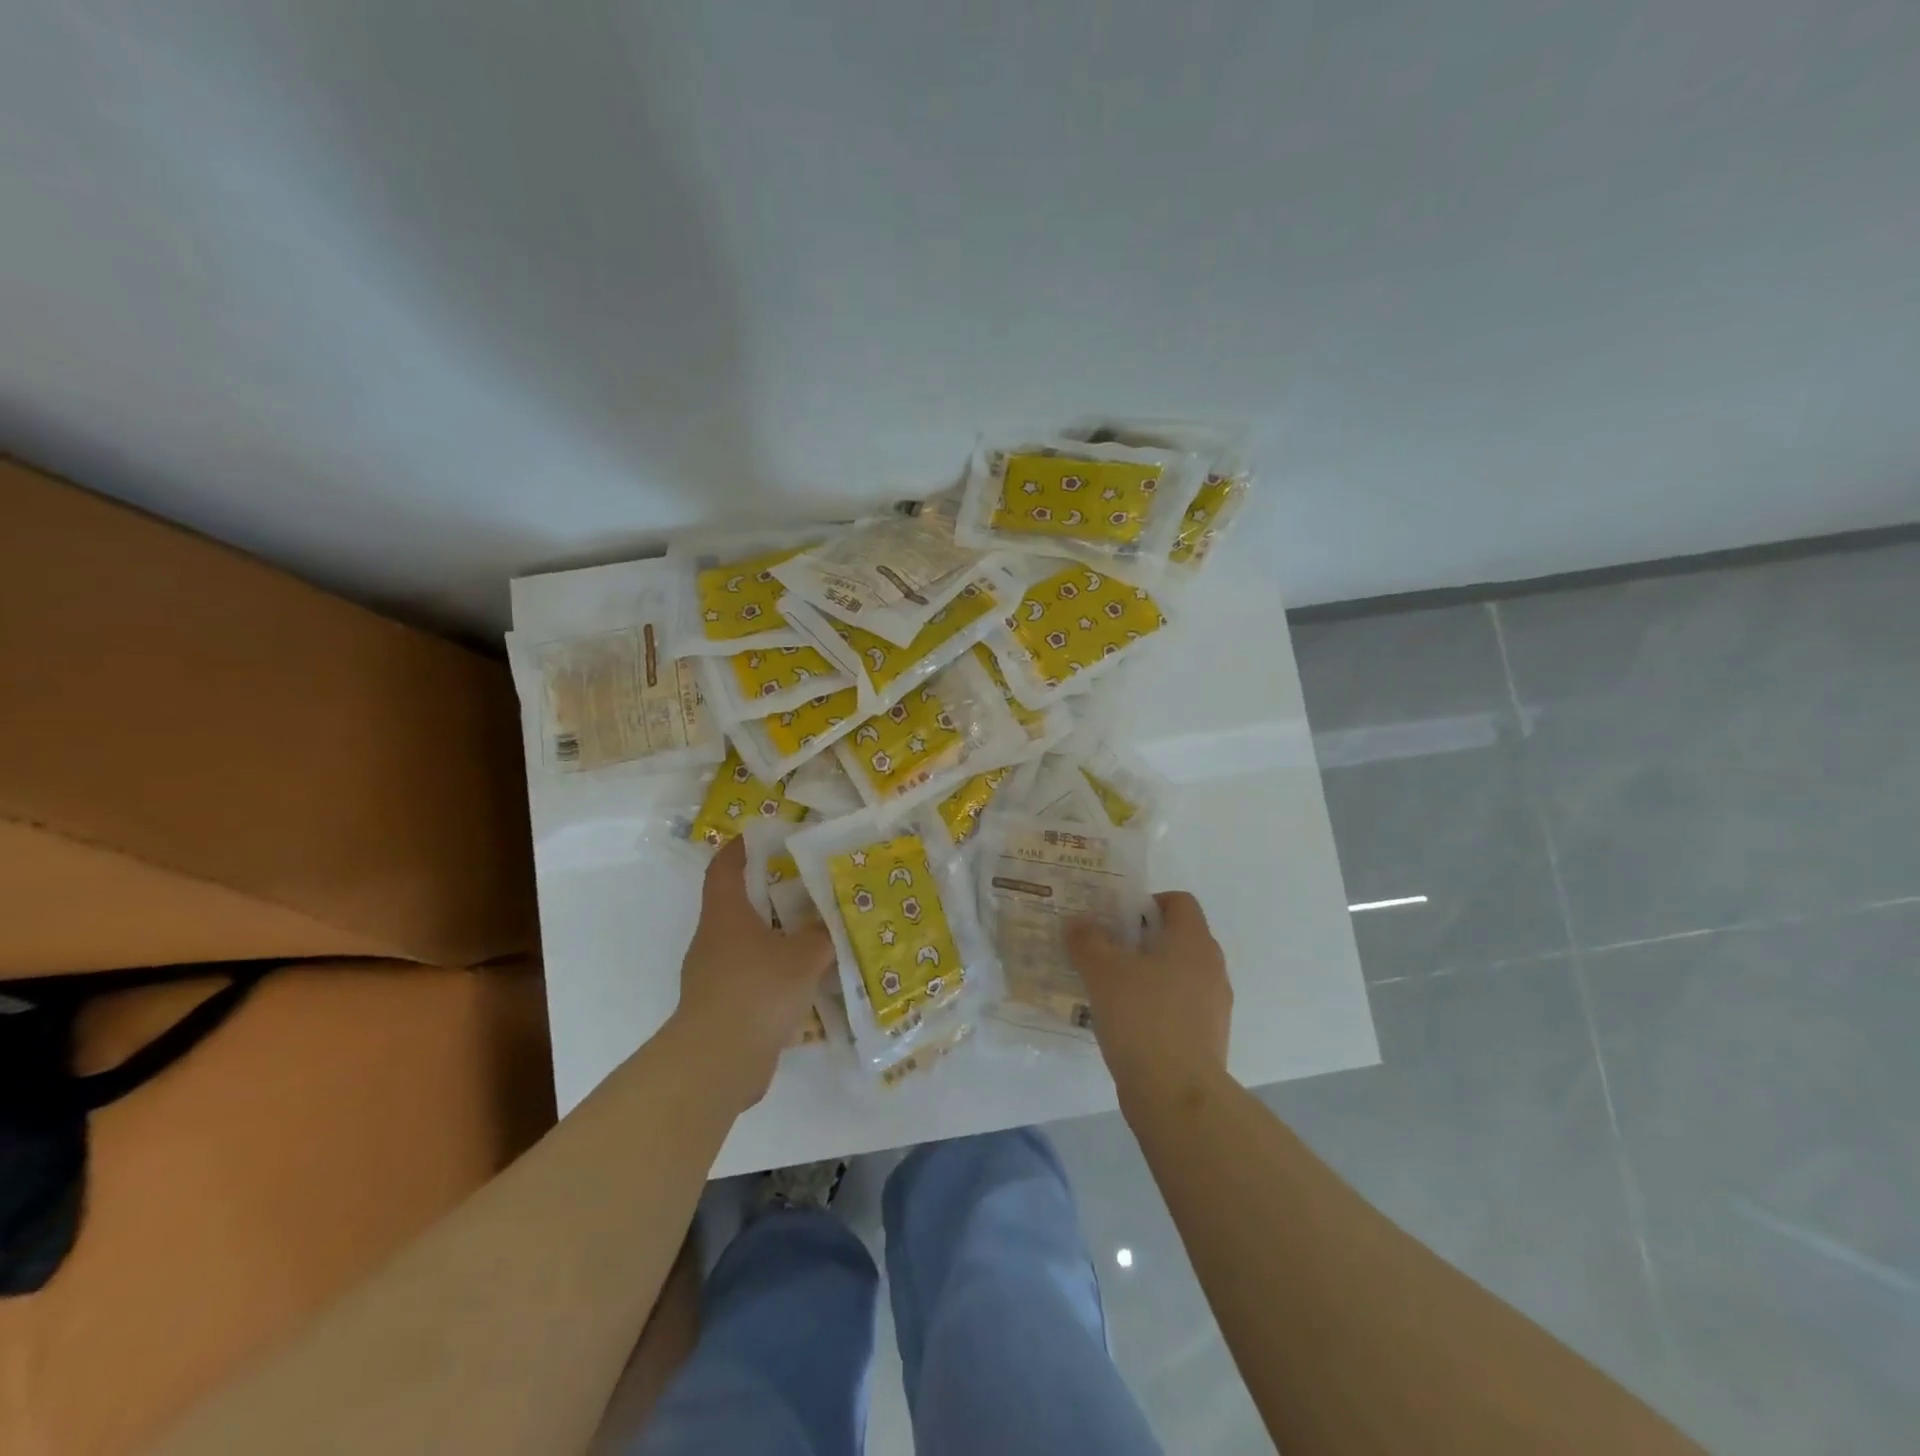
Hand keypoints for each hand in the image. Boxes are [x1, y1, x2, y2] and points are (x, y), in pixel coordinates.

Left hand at [673, 837, 834, 1106]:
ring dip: (777, 934)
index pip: (725, 867)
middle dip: (772, 891)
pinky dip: (776, 970)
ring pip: (749, 942)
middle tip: (809, 884)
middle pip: (739, 903)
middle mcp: (714, 939)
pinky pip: (753, 975)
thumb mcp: (803, 956)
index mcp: (725, 914)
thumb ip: (823, 934)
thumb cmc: (757, 991)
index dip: (740, 848)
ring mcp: (714, 975)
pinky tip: (807, 978)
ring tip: (815, 931)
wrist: (718, 1063)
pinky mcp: (724, 1006)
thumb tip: (838, 919)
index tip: (764, 836)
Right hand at [1067, 891, 1231, 1100]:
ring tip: (1111, 989)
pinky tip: (1127, 1022)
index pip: (1179, 902)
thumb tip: (1078, 922)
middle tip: (1106, 950)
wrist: (1177, 1095)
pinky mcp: (1208, 1037)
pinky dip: (1157, 1006)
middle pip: (1178, 937)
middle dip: (1142, 939)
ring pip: (1179, 974)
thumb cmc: (1142, 1018)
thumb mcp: (1102, 973)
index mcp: (1193, 942)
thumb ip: (1087, 941)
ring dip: (1149, 974)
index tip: (1117, 919)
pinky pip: (1180, 1006)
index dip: (1148, 902)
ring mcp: (1214, 1005)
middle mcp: (1211, 967)